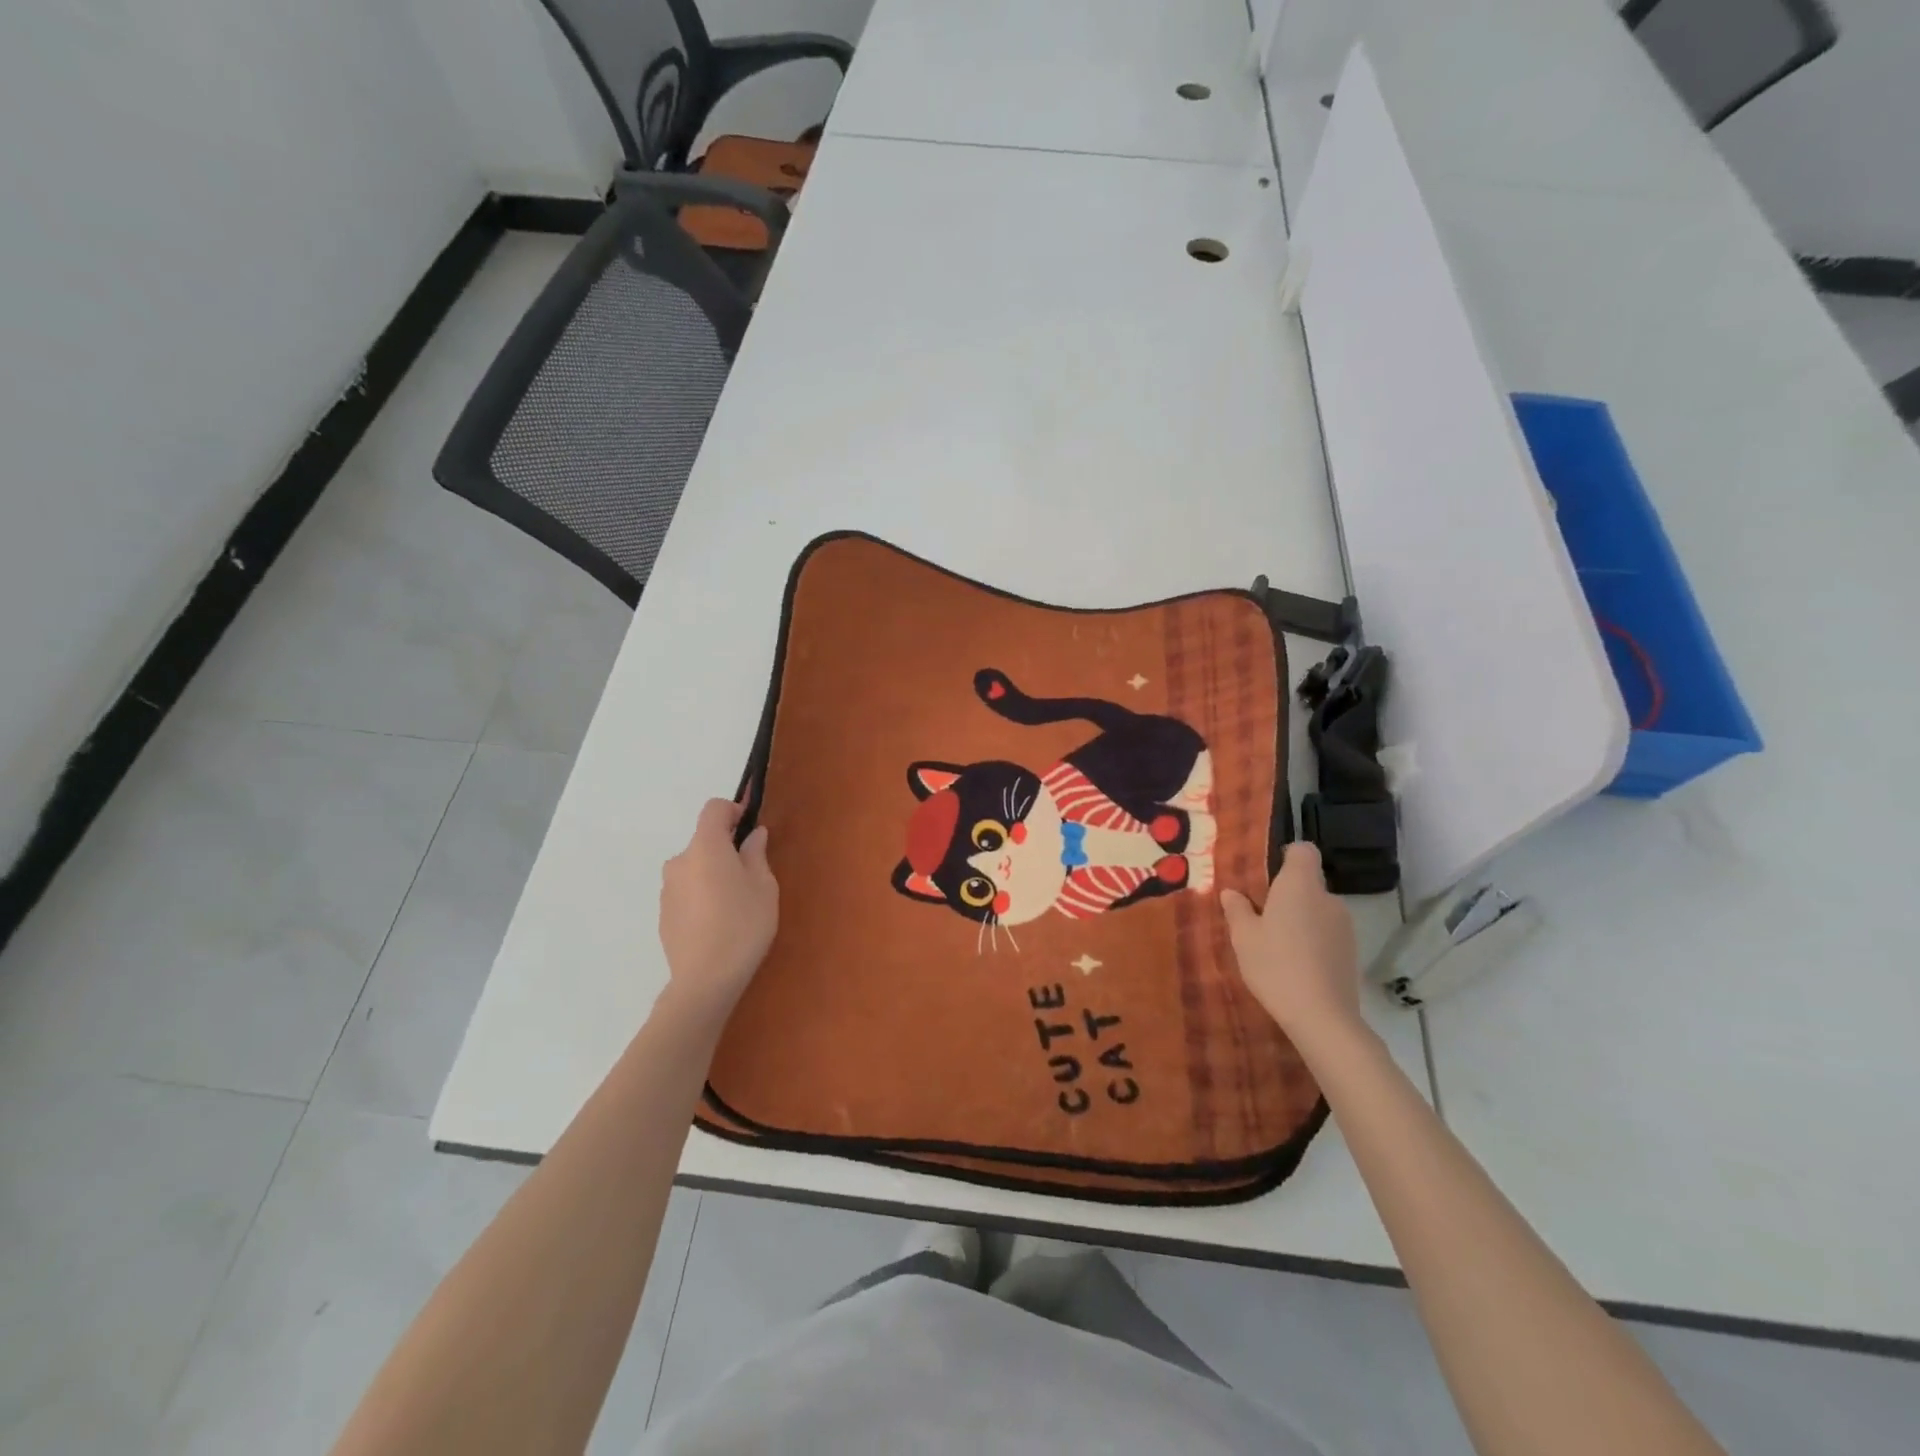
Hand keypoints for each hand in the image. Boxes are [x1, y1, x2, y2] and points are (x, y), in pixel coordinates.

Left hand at [659, 799, 778, 1013]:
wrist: (705, 980)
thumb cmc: (743, 925)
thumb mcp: (764, 887)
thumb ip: (756, 854)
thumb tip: (753, 835)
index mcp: (705, 847)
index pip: (713, 809)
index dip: (733, 810)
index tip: (750, 826)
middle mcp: (680, 861)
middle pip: (704, 841)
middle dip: (726, 848)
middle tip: (751, 874)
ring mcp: (667, 889)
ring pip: (695, 868)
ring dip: (712, 873)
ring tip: (735, 904)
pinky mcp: (663, 914)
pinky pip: (686, 891)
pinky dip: (701, 895)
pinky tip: (717, 923)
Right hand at [1220, 842, 1363, 1051]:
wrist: (1322, 1017)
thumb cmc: (1275, 965)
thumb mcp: (1243, 937)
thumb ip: (1237, 909)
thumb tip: (1232, 893)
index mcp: (1300, 885)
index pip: (1303, 850)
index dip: (1286, 856)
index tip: (1266, 875)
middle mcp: (1327, 898)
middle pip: (1308, 882)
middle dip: (1286, 894)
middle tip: (1260, 917)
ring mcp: (1344, 925)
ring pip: (1316, 909)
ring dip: (1299, 919)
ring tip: (1276, 945)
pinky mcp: (1351, 951)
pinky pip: (1326, 932)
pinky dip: (1312, 940)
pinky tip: (1295, 965)